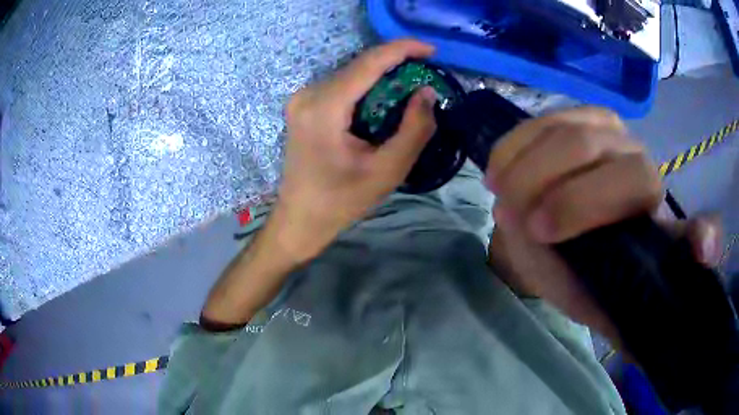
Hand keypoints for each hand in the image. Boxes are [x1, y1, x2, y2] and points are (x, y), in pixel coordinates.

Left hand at [273, 39, 437, 261]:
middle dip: (394, 62)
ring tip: (411, 82)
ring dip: (381, 74)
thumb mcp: (387, 171)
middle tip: (426, 69)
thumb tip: (427, 92)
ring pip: (350, 73)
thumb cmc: (341, 201)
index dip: (401, 49)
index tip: (431, 48)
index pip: (367, 63)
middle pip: (358, 65)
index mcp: (324, 108)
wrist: (300, 218)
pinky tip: (385, 96)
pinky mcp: (303, 106)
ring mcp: (302, 99)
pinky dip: (366, 86)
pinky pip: (341, 85)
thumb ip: (414, 130)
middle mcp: (308, 94)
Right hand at [485, 107, 723, 344]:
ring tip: (502, 194)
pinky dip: (517, 145)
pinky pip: (546, 120)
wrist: (549, 233)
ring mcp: (612, 133)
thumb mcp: (604, 306)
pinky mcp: (576, 116)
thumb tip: (647, 345)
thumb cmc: (581, 273)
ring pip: (574, 137)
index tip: (700, 251)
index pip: (691, 231)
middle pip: (621, 170)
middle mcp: (645, 169)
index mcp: (660, 226)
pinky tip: (499, 167)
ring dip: (532, 169)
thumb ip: (627, 320)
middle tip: (526, 226)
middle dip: (570, 200)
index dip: (704, 239)